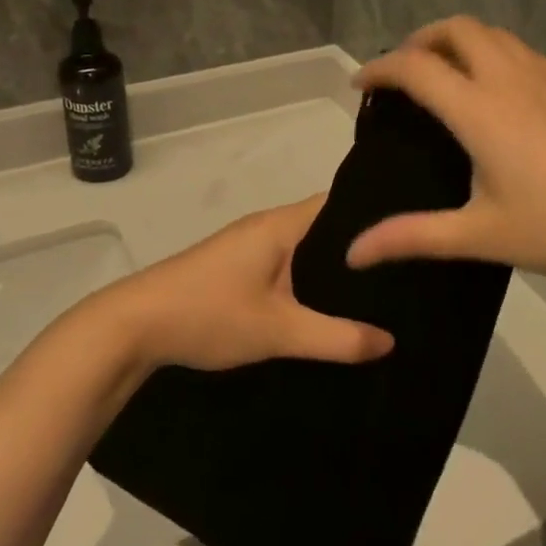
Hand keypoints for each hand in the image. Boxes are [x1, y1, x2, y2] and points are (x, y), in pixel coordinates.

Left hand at [88, 197, 393, 374]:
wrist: (133, 327)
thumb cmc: (209, 314)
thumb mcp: (278, 331)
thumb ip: (336, 338)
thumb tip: (390, 341)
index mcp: (281, 225)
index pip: (341, 205)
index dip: (375, 218)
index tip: (412, 238)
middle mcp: (267, 226)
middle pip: (325, 229)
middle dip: (359, 252)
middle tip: (406, 276)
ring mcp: (248, 247)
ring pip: (304, 251)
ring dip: (332, 270)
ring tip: (380, 294)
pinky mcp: (236, 268)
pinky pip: (285, 266)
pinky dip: (307, 282)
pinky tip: (327, 308)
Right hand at [346, 17, 545, 288]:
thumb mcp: (480, 237)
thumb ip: (411, 238)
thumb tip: (354, 253)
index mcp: (480, 109)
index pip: (416, 67)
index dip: (379, 69)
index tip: (360, 84)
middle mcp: (511, 78)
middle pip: (456, 29)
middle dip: (420, 40)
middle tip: (403, 74)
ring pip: (494, 34)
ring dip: (458, 42)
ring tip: (445, 78)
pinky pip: (521, 51)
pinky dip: (492, 54)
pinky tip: (499, 97)